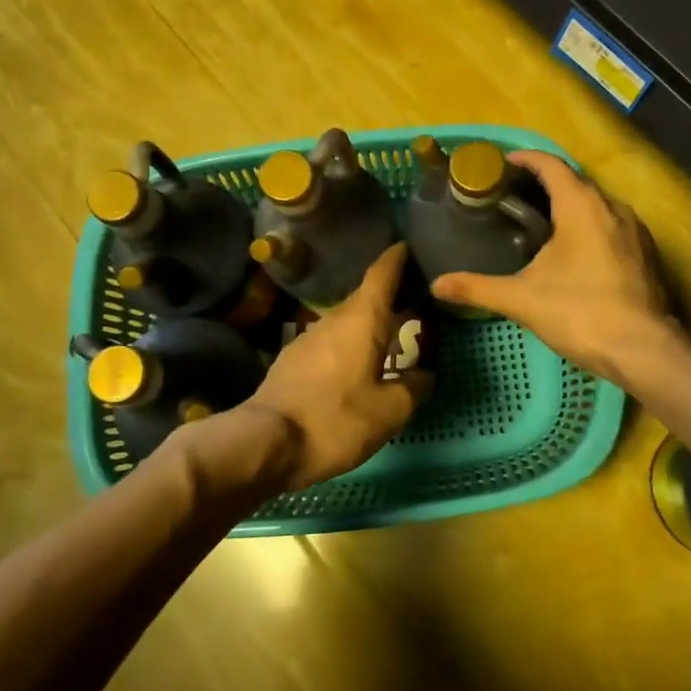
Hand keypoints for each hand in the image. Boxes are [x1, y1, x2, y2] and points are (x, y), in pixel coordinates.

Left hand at [242, 243, 432, 490]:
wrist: (265, 444)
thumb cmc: (335, 420)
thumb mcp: (389, 411)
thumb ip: (414, 388)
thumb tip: (425, 374)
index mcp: (362, 319)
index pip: (382, 274)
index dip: (397, 258)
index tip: (408, 246)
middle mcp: (334, 319)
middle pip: (367, 298)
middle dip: (391, 298)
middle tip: (418, 305)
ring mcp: (309, 338)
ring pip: (348, 323)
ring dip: (370, 326)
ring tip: (392, 339)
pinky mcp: (293, 360)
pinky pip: (332, 343)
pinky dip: (351, 345)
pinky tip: (359, 367)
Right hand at [430, 152, 677, 387]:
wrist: (643, 350)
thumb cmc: (580, 312)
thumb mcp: (522, 299)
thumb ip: (477, 288)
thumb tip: (436, 285)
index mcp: (582, 206)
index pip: (551, 165)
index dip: (525, 160)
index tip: (502, 165)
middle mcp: (612, 208)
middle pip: (575, 182)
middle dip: (545, 183)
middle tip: (513, 197)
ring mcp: (635, 231)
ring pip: (597, 205)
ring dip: (570, 205)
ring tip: (540, 222)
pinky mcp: (646, 254)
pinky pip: (612, 226)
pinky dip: (589, 227)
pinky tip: (574, 252)